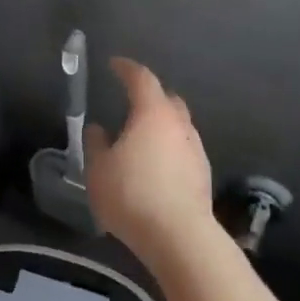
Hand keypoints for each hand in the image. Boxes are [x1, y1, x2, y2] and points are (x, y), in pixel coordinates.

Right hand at [85, 57, 215, 256]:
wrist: (178, 236)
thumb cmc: (131, 195)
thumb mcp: (98, 169)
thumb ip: (96, 144)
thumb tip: (98, 129)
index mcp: (152, 114)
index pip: (141, 78)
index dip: (126, 68)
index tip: (114, 64)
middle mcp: (179, 124)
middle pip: (168, 99)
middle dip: (150, 95)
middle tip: (130, 101)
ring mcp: (195, 149)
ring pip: (178, 125)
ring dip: (161, 125)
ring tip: (141, 138)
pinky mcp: (203, 174)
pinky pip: (183, 149)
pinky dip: (169, 148)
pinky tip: (156, 165)